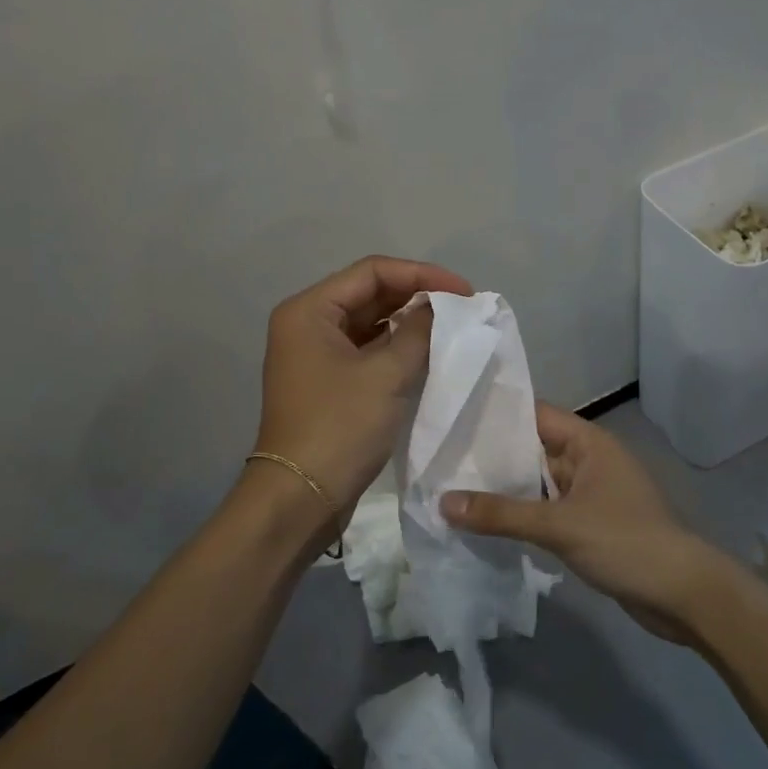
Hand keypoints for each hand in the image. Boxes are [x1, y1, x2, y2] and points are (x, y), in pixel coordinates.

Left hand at [254, 254, 472, 515]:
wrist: (302, 496)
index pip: (372, 272)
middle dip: (417, 297)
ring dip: (408, 324)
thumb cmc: (341, 427)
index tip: (465, 291)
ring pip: (369, 325)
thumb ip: (418, 331)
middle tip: (463, 309)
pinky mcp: (327, 383)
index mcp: (310, 310)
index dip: (422, 274)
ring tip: (451, 329)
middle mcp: (307, 325)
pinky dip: (396, 349)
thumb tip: (438, 308)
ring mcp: (315, 356)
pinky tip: (428, 355)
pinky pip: (366, 352)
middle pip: (369, 295)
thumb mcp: (387, 374)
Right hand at [441, 402, 732, 642]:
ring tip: (452, 489)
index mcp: (588, 442)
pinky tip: (487, 524)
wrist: (683, 594)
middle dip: (493, 457)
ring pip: (539, 484)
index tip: (453, 418)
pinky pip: (548, 511)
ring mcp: (591, 494)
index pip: (535, 415)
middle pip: (533, 450)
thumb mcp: (559, 525)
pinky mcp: (590, 525)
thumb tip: (443, 502)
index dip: (496, 415)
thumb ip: (501, 513)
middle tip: (441, 459)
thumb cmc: (625, 542)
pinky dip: (522, 515)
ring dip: (506, 490)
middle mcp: (589, 461)